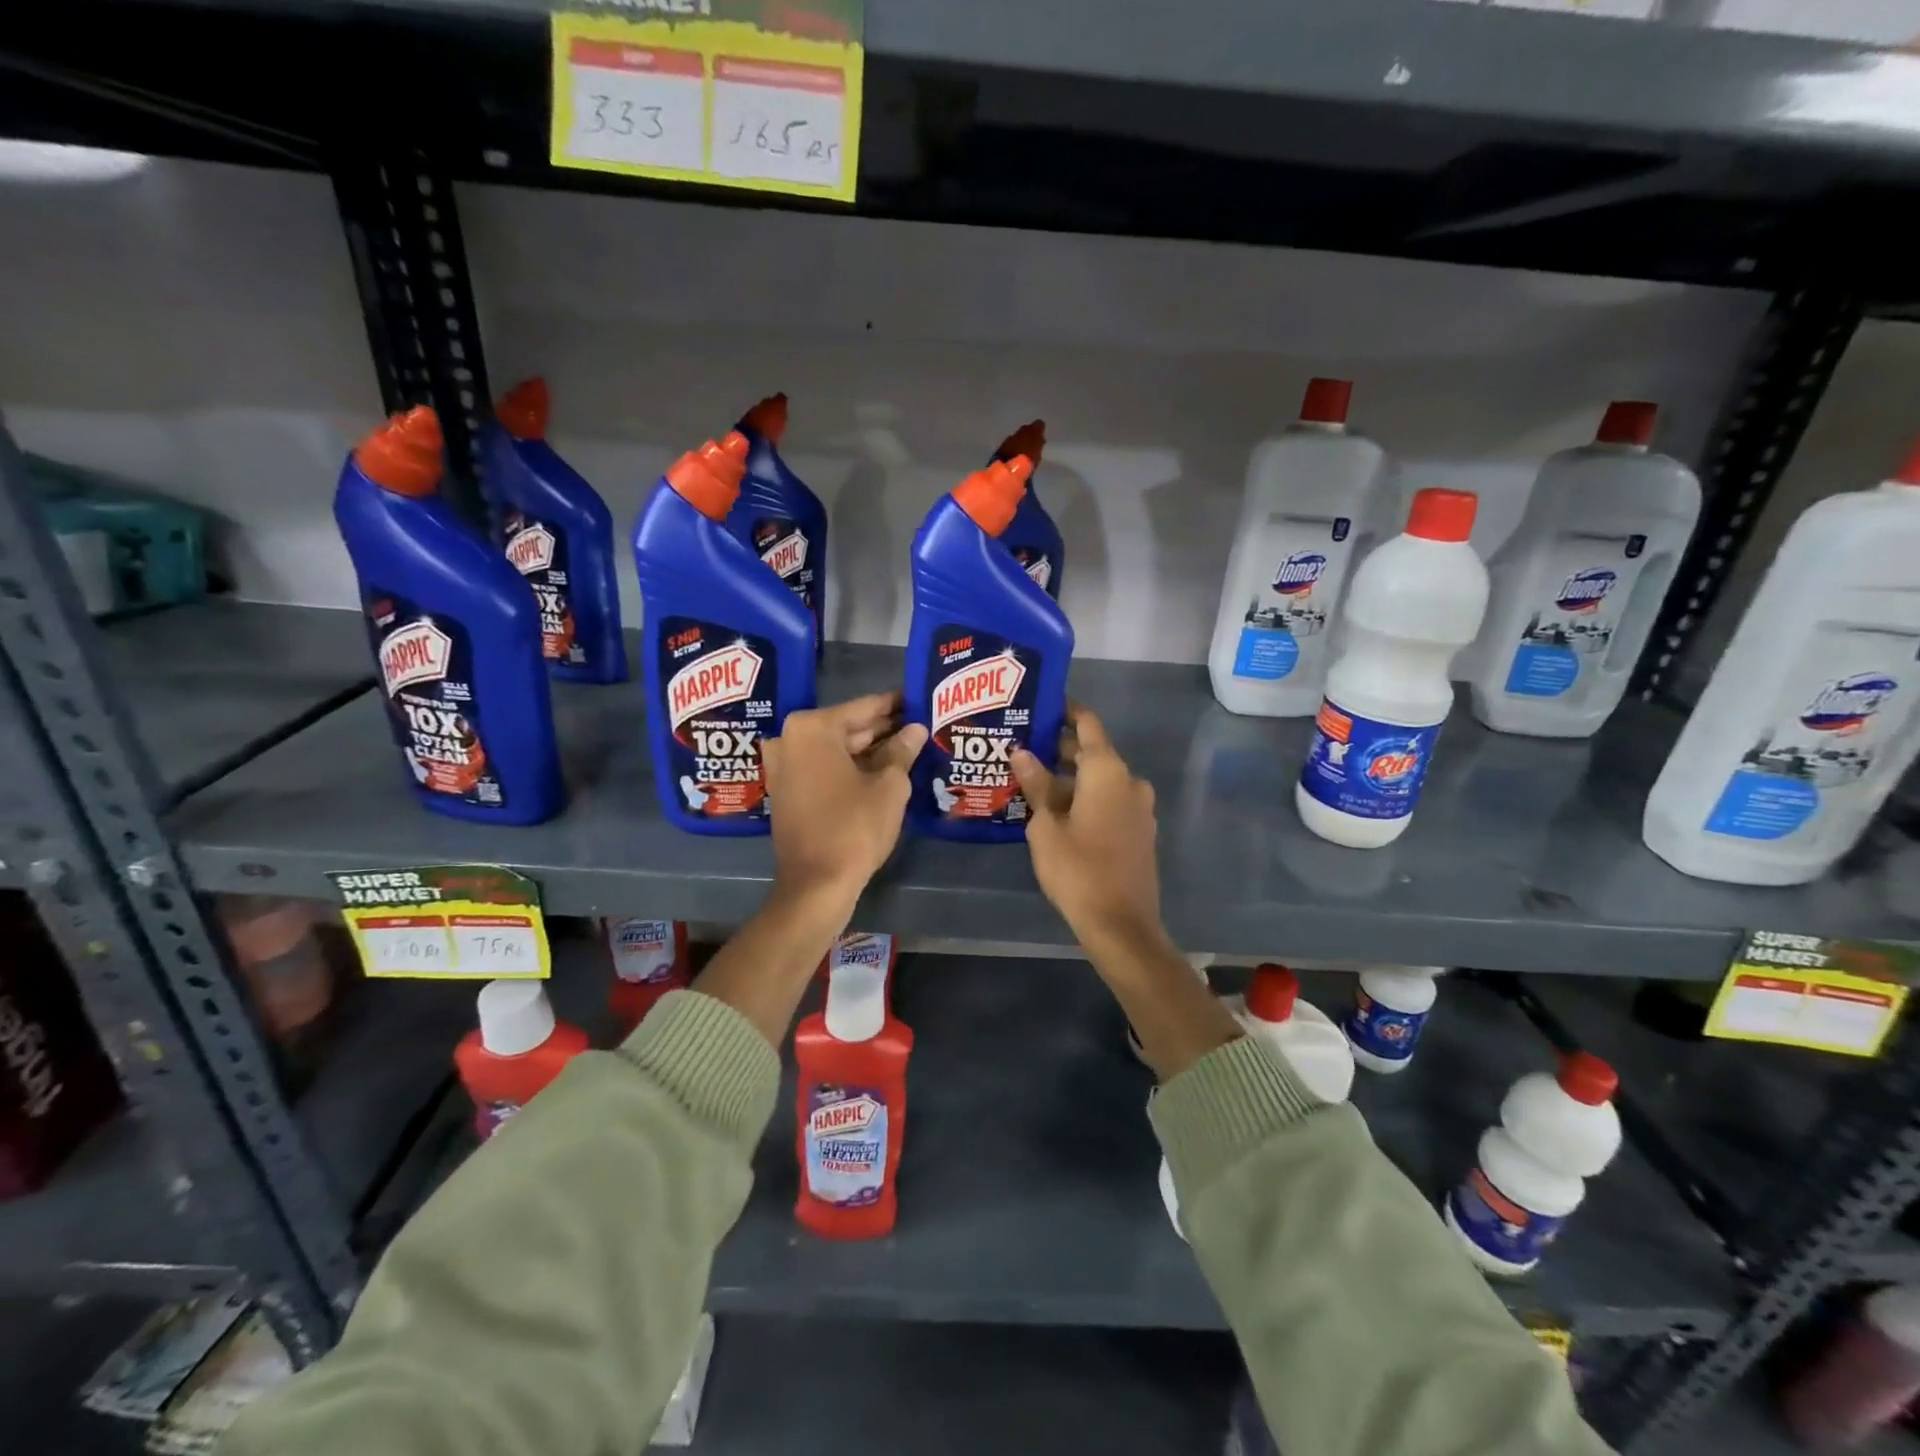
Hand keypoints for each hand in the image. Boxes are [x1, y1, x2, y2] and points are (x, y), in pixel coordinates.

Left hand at [762, 692, 927, 904]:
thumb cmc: (854, 827)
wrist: (816, 884)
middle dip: (883, 729)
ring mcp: (784, 767)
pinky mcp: (787, 792)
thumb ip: (902, 751)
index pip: (864, 708)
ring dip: (869, 750)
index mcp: (812, 728)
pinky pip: (824, 769)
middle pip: (847, 728)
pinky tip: (883, 770)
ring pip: (836, 750)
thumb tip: (915, 730)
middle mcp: (790, 740)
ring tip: (909, 746)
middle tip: (919, 724)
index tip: (918, 698)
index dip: (895, 705)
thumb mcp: (889, 786)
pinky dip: (851, 768)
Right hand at [1010, 706, 1162, 947]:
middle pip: (1093, 752)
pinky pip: (1111, 801)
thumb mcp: (1045, 826)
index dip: (1066, 711)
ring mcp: (1139, 807)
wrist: (1121, 925)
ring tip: (1033, 781)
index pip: (1088, 724)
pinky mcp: (1140, 831)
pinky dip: (1087, 798)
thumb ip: (1036, 784)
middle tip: (1024, 747)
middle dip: (1061, 748)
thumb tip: (1022, 751)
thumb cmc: (1077, 869)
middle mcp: (1130, 780)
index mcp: (1108, 771)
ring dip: (1072, 777)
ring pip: (1101, 780)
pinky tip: (1057, 811)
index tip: (1042, 705)